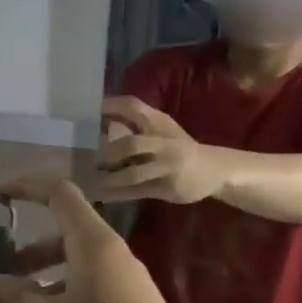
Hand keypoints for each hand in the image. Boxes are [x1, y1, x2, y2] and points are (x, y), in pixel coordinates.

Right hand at [0, 179, 206, 302]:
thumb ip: (16, 296)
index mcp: (94, 244)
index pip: (59, 194)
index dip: (26, 188)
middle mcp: (112, 258)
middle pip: (64, 238)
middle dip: (27, 254)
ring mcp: (125, 287)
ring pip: (74, 273)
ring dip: (40, 287)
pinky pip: (86, 300)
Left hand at [96, 96, 224, 204]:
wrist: (214, 170)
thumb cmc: (180, 146)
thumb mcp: (161, 129)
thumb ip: (135, 123)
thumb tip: (99, 119)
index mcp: (160, 123)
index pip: (134, 107)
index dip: (111, 106)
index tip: (90, 112)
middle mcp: (163, 143)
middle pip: (131, 144)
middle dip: (108, 152)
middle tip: (87, 158)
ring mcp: (166, 167)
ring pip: (133, 174)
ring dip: (109, 179)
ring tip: (88, 182)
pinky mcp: (166, 188)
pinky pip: (136, 192)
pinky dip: (116, 194)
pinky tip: (100, 196)